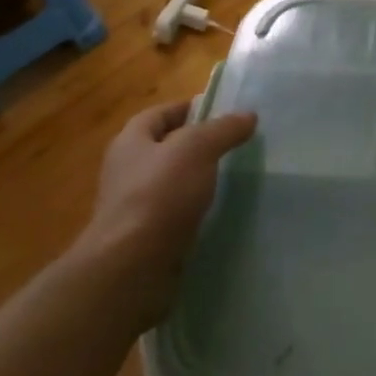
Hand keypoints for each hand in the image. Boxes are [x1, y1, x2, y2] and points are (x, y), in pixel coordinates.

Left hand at [75, 100, 256, 287]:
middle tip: (236, 144)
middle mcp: (127, 171)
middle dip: (198, 145)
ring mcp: (135, 206)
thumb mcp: (197, 149)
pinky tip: (221, 212)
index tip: (224, 112)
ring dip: (199, 180)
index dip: (189, 108)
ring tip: (235, 177)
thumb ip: (223, 129)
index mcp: (130, 142)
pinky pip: (176, 214)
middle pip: (166, 148)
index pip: (160, 113)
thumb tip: (248, 116)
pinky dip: (196, 210)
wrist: (131, 267)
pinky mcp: (147, 238)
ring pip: (173, 183)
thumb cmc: (159, 195)